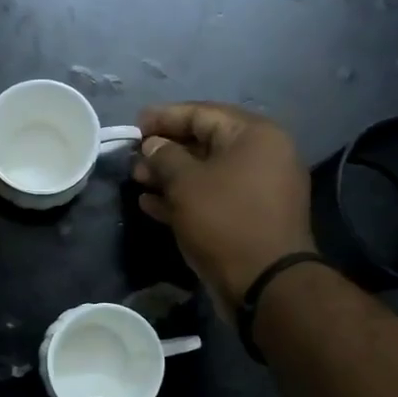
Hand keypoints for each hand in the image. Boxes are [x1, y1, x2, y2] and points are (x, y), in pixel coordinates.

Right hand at [132, 102, 315, 321]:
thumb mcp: (186, 183)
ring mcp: (257, 189)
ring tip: (137, 181)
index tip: (134, 125)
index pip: (202, 113)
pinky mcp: (248, 217)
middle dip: (164, 150)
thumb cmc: (224, 220)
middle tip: (133, 158)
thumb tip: (153, 145)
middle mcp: (262, 155)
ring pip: (206, 173)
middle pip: (205, 142)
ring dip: (169, 176)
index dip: (164, 117)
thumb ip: (164, 157)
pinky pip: (212, 198)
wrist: (265, 283)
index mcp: (254, 135)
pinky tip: (150, 205)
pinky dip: (184, 199)